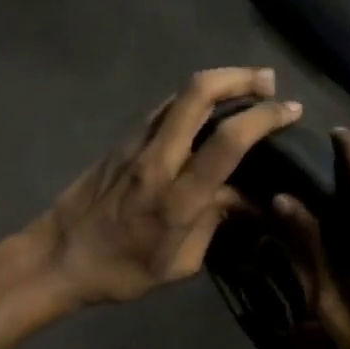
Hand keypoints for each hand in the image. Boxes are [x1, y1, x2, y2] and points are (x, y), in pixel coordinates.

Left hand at [0, 68, 302, 348]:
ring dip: (217, 82)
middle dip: (240, 77)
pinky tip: (206, 110)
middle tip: (268, 81)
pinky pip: (163, 109)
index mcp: (177, 198)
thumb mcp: (180, 264)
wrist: (59, 257)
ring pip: (179, 94)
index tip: (290, 111)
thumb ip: (215, 222)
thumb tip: (243, 196)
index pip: (228, 141)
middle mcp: (157, 160)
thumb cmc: (123, 271)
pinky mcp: (122, 140)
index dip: (265, 118)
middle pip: (198, 94)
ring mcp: (135, 144)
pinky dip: (192, 100)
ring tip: (246, 87)